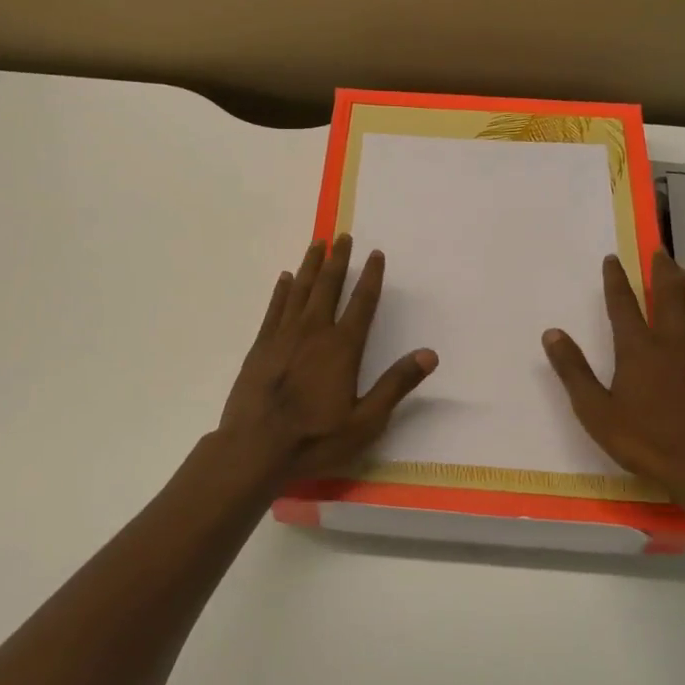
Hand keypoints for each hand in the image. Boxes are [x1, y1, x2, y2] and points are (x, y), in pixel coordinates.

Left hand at [220, 235, 437, 480]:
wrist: (254, 448)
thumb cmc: (315, 439)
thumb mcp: (365, 421)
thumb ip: (396, 385)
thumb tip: (429, 354)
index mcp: (342, 348)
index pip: (362, 303)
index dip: (371, 276)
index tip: (376, 253)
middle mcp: (314, 332)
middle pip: (328, 286)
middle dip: (338, 259)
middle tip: (342, 236)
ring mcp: (283, 336)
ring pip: (300, 290)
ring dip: (311, 265)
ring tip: (317, 243)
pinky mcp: (260, 345)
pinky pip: (274, 307)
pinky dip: (282, 290)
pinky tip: (286, 277)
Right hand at [543, 251, 684, 514]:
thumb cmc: (645, 440)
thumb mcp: (596, 411)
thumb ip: (573, 370)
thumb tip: (552, 333)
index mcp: (639, 348)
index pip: (623, 303)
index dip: (616, 279)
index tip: (613, 258)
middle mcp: (673, 341)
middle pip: (669, 295)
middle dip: (661, 270)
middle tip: (659, 251)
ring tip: (684, 271)